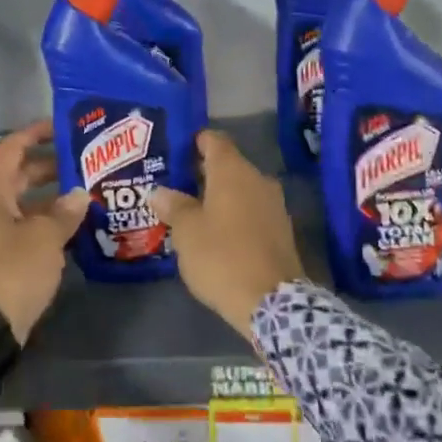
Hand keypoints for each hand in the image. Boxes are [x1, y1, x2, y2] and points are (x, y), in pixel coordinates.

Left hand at [0, 121, 88, 340]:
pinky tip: (76, 230)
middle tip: (86, 162)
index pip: (12, 148)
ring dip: (52, 199)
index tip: (63, 126)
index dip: (36, 133)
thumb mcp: (45, 237)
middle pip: (19, 175)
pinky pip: (25, 229)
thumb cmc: (12, 270)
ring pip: (24, 205)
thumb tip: (79, 194)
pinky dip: (47, 225)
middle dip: (51, 167)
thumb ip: (65, 212)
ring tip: (88, 195)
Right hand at [150, 130, 304, 337]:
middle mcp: (257, 179)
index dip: (194, 141)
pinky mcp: (281, 230)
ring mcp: (274, 204)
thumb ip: (173, 206)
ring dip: (218, 196)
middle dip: (202, 173)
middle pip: (227, 165)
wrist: (272, 301)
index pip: (214, 140)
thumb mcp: (186, 232)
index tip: (175, 151)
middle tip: (174, 185)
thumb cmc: (222, 257)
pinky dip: (234, 215)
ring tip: (191, 211)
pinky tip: (216, 233)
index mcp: (233, 171)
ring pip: (240, 190)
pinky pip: (252, 211)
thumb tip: (160, 191)